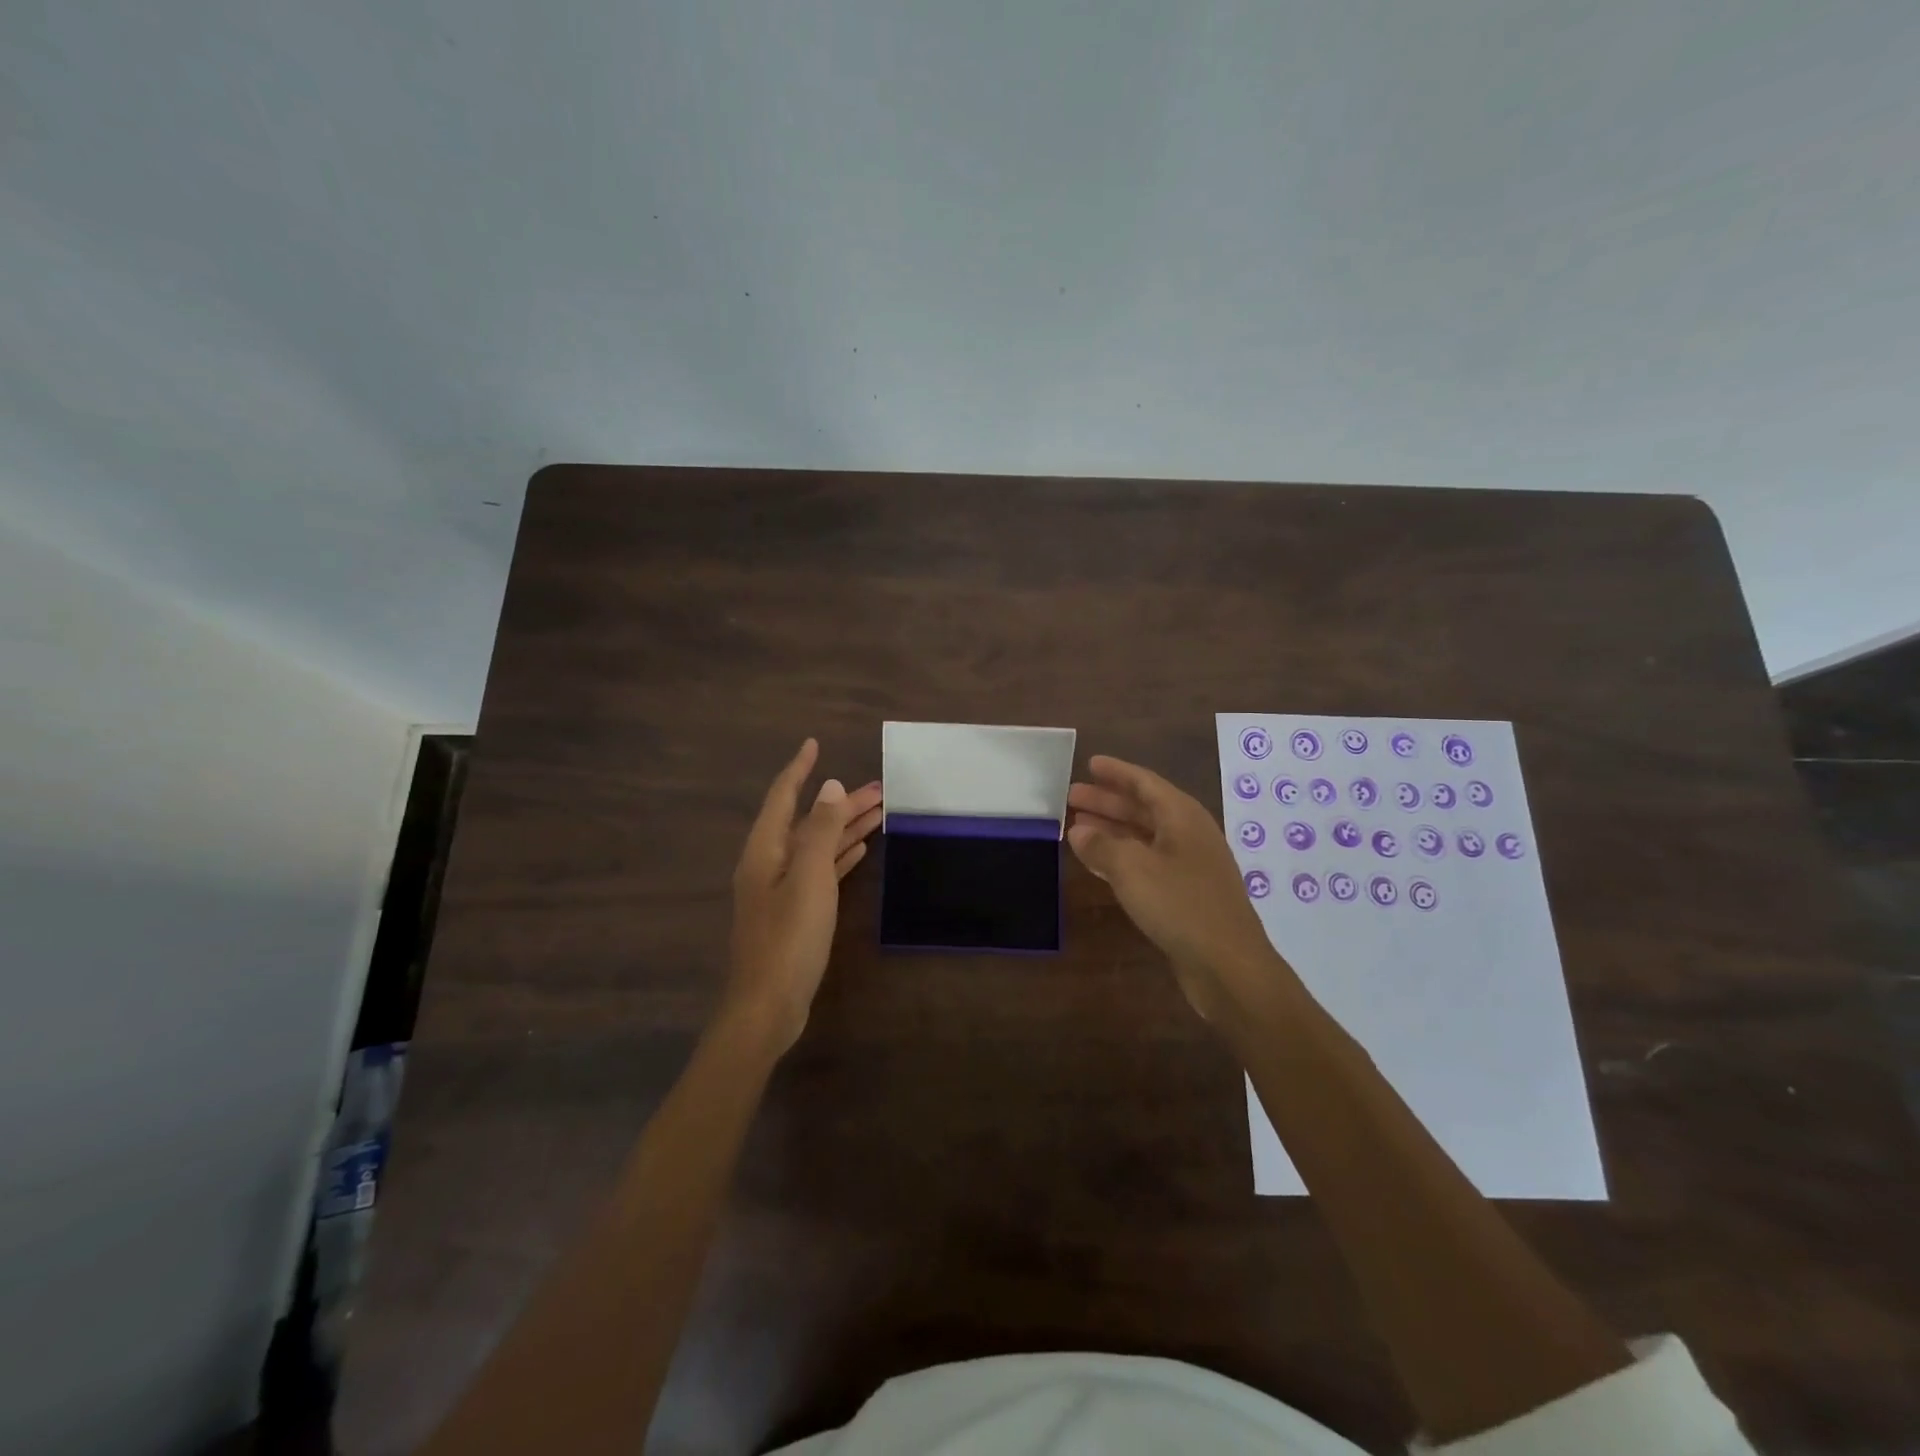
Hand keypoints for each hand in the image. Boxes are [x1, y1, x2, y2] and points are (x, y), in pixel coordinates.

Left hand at [725, 739, 882, 1053]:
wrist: (768, 1005)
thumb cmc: (789, 937)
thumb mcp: (809, 877)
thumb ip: (821, 830)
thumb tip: (830, 787)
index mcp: (765, 849)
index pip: (783, 796)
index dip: (800, 769)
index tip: (815, 744)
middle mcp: (770, 863)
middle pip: (808, 821)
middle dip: (840, 803)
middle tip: (880, 788)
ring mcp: (782, 889)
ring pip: (818, 846)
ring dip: (845, 828)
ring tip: (880, 812)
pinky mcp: (795, 912)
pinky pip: (821, 871)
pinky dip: (840, 856)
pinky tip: (860, 849)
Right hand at [1067, 755, 1293, 1021]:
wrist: (1228, 967)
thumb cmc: (1181, 906)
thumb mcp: (1132, 869)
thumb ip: (1101, 845)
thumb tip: (1078, 830)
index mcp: (1182, 817)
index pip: (1145, 783)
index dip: (1117, 773)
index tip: (1090, 763)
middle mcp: (1189, 835)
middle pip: (1143, 809)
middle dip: (1108, 802)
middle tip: (1072, 797)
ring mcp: (1190, 867)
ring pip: (1144, 838)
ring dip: (1111, 830)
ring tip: (1076, 827)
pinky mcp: (1186, 896)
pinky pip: (1147, 864)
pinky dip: (1121, 858)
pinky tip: (1098, 864)